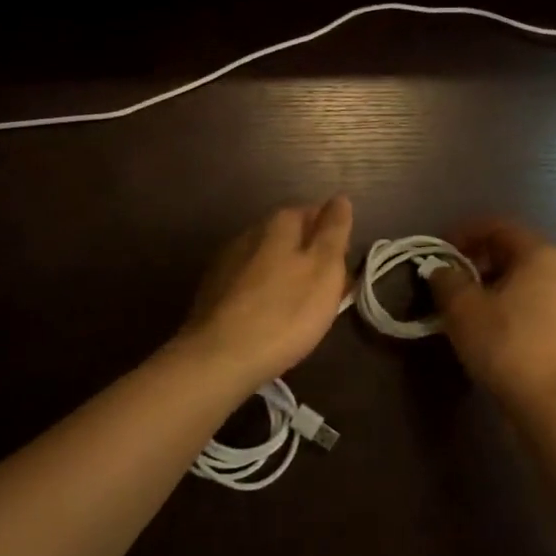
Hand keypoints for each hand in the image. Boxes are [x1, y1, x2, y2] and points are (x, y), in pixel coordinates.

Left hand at [177, 196, 353, 384]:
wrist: (219, 357)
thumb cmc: (285, 312)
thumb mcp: (325, 269)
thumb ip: (334, 231)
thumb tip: (340, 199)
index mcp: (280, 222)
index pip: (316, 213)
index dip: (334, 238)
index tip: (343, 268)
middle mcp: (250, 232)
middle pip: (291, 237)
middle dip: (310, 257)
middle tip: (327, 292)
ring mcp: (227, 260)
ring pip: (269, 260)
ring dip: (287, 276)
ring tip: (300, 310)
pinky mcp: (212, 290)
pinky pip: (250, 283)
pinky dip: (264, 294)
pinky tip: (269, 319)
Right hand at [428, 218, 555, 416]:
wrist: (552, 404)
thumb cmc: (505, 343)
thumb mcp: (462, 308)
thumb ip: (446, 279)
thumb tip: (439, 268)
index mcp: (539, 254)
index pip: (498, 227)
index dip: (464, 233)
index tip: (439, 250)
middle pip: (512, 252)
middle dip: (477, 260)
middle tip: (448, 277)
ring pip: (522, 280)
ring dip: (491, 285)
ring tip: (463, 304)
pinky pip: (533, 303)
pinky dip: (507, 305)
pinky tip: (487, 327)